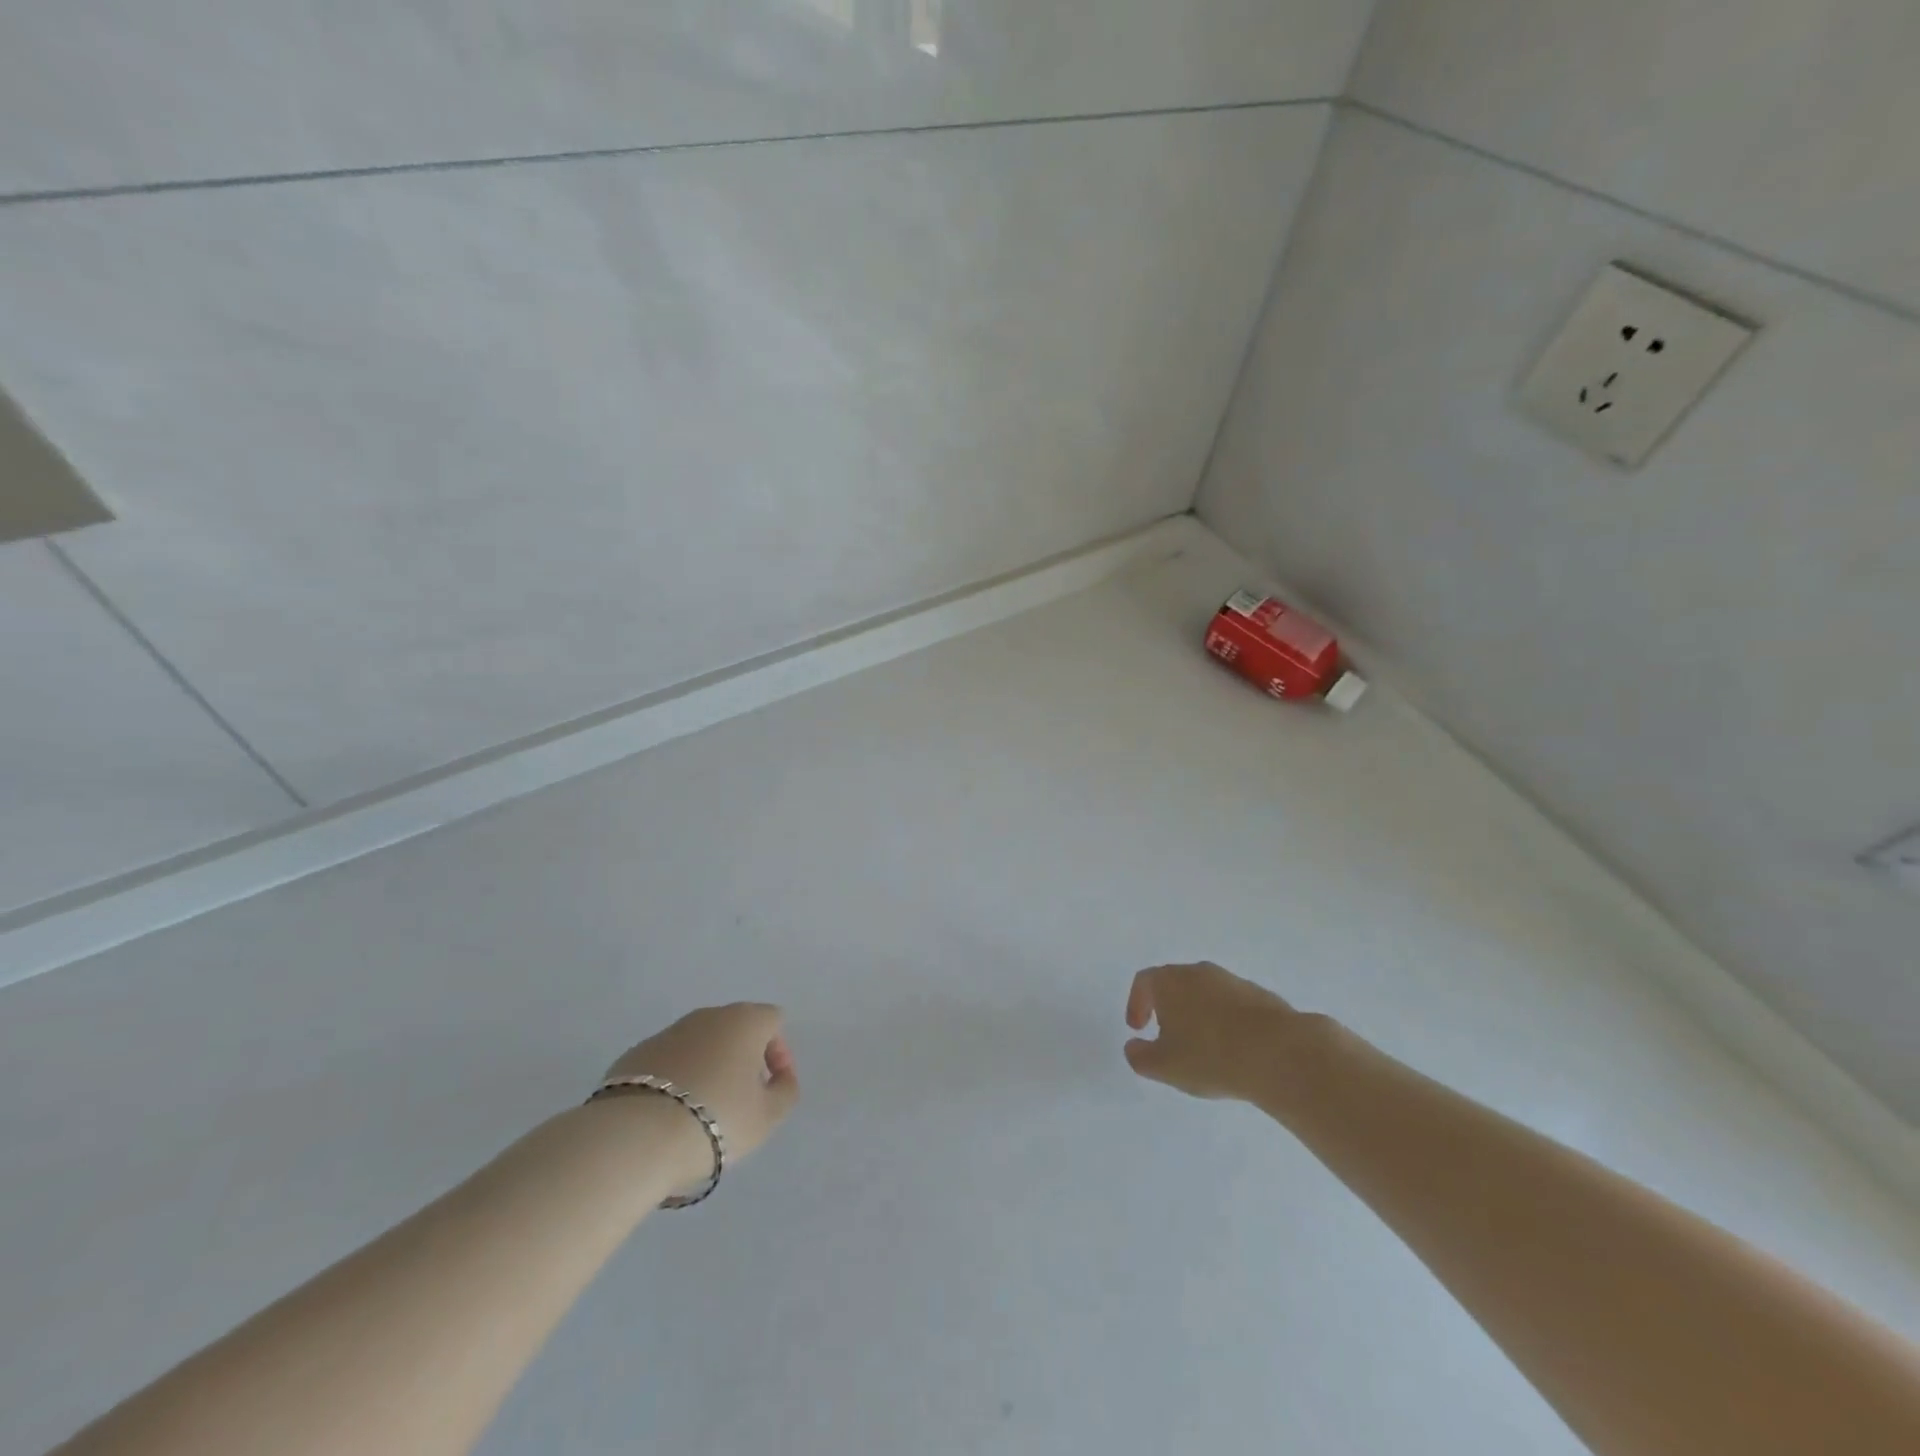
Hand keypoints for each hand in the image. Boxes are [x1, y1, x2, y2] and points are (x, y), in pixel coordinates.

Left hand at [602, 1003, 799, 1174]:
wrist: (635, 1137)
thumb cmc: (716, 1119)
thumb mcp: (768, 1116)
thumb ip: (784, 1090)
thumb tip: (780, 1077)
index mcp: (744, 1020)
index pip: (773, 1021)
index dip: (779, 1053)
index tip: (771, 1088)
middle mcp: (707, 1015)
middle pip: (735, 1029)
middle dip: (742, 1059)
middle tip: (741, 1099)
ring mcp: (667, 1032)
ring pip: (699, 1044)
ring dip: (708, 1068)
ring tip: (702, 1111)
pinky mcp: (634, 1055)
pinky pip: (668, 1061)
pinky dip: (675, 1080)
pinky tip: (669, 1114)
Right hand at [1124, 962, 1325, 1103]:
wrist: (1280, 1052)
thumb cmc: (1210, 1056)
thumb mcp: (1164, 1066)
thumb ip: (1140, 1057)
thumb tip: (1133, 1047)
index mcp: (1170, 981)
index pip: (1144, 982)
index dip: (1136, 1003)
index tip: (1138, 1029)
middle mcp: (1199, 972)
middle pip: (1175, 983)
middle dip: (1167, 1008)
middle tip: (1167, 1036)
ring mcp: (1232, 981)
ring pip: (1205, 993)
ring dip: (1198, 1014)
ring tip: (1203, 1047)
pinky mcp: (1260, 995)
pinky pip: (1232, 1005)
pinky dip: (1225, 1021)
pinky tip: (1233, 1049)